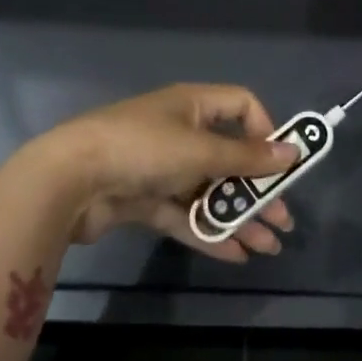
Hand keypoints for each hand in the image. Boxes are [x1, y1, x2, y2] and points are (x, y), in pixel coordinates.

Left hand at [26, 84, 299, 262]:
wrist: (68, 181)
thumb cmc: (143, 149)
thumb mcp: (201, 151)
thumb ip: (247, 157)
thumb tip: (293, 152)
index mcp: (193, 105)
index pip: (241, 106)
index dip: (265, 131)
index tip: (280, 163)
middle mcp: (180, 132)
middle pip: (229, 158)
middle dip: (258, 189)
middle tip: (283, 221)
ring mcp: (160, 168)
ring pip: (209, 192)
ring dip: (238, 217)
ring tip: (267, 247)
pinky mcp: (143, 200)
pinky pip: (185, 215)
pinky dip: (209, 232)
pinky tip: (236, 255)